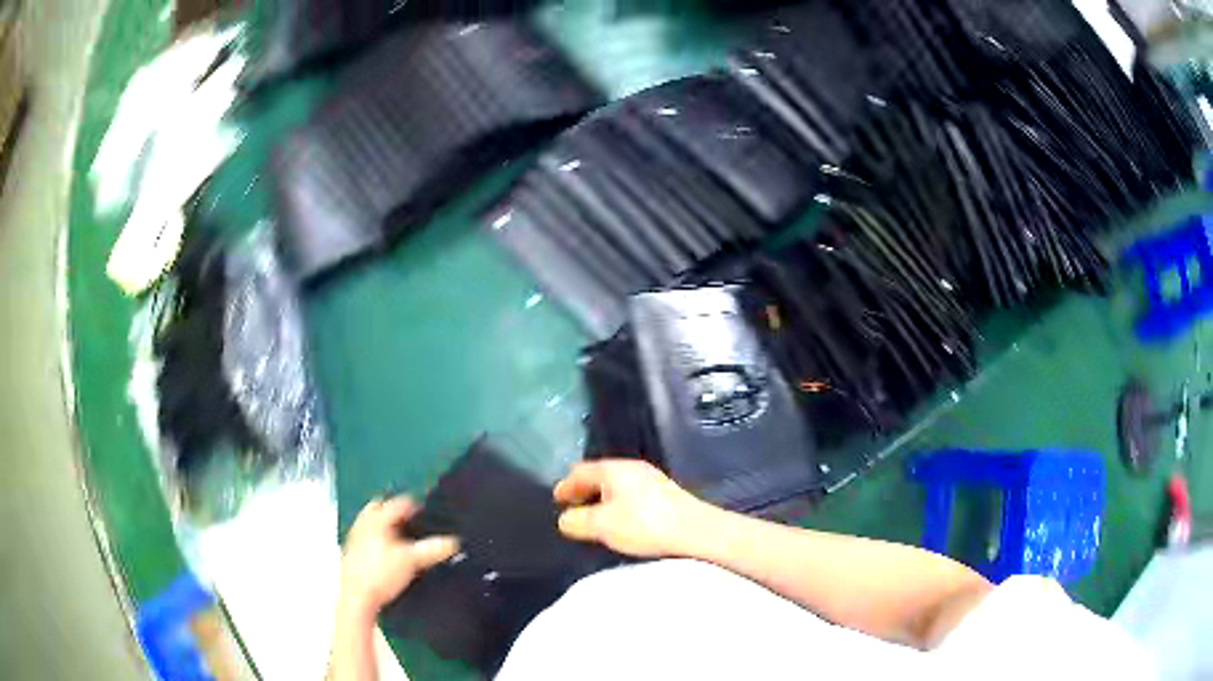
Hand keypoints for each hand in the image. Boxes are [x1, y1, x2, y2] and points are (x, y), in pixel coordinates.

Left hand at [338, 496, 459, 620]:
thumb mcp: (411, 561)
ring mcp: (356, 536)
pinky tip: (389, 554)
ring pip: (373, 522)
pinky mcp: (353, 550)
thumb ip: (433, 549)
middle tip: (415, 525)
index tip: (432, 517)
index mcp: (377, 518)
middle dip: (398, 514)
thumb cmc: (381, 573)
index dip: (418, 507)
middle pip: (382, 507)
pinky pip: (368, 535)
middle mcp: (364, 522)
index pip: (401, 502)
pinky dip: (380, 538)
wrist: (357, 597)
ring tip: (404, 539)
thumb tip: (454, 542)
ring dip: (388, 526)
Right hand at [553, 460, 711, 557]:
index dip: (566, 485)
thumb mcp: (602, 525)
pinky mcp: (665, 494)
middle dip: (584, 491)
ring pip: (617, 486)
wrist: (695, 530)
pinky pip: (631, 495)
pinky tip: (620, 521)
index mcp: (614, 469)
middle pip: (600, 475)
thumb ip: (578, 521)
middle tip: (572, 507)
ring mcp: (651, 479)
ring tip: (593, 517)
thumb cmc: (644, 524)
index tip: (556, 499)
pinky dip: (618, 504)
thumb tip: (565, 518)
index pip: (581, 471)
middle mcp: (632, 468)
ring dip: (601, 499)